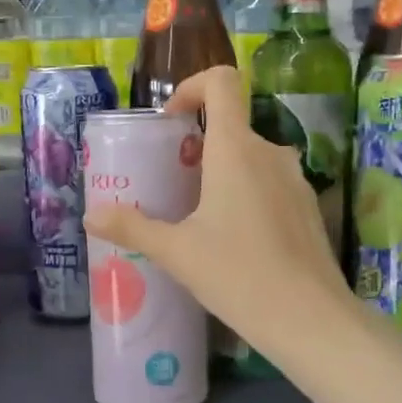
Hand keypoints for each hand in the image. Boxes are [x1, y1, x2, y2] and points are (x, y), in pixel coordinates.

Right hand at [82, 67, 350, 351]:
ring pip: (251, 159)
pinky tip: (235, 241)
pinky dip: (247, 195)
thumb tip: (92, 216)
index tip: (170, 122)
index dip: (192, 87)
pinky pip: (270, 185)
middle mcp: (270, 152)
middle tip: (171, 185)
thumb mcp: (177, 252)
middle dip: (197, 147)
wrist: (309, 320)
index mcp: (236, 149)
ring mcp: (295, 180)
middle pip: (230, 127)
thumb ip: (132, 228)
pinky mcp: (308, 207)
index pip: (221, 82)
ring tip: (198, 217)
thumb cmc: (237, 275)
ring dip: (222, 174)